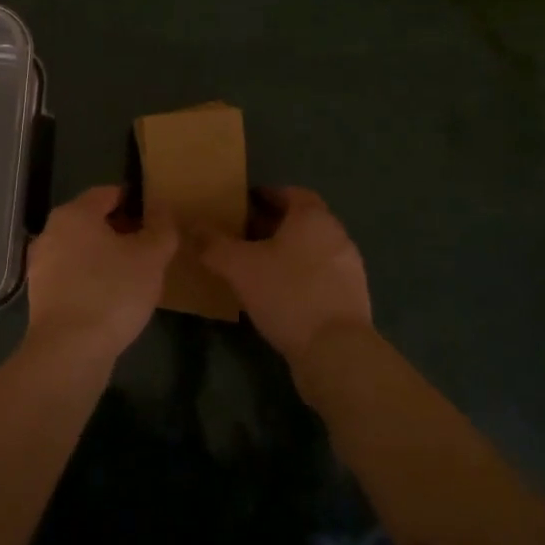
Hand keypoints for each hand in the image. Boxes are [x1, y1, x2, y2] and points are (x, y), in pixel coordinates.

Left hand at [25, 186, 176, 360]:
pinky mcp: (41, 295)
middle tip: (150, 248)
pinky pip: (73, 276)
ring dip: (106, 256)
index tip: (157, 219)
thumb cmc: (112, 292)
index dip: (135, 202)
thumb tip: (162, 211)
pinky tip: (113, 298)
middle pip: (92, 221)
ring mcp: (41, 264)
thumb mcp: (151, 257)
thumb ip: (161, 229)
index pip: (108, 193)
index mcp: (74, 213)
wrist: (69, 351)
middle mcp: (51, 232)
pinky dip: (92, 279)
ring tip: (135, 275)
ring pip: (82, 249)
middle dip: (121, 230)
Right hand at [201, 187, 372, 368]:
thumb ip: (214, 244)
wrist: (336, 351)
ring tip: (258, 266)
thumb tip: (192, 226)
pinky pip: (321, 275)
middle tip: (243, 235)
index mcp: (313, 218)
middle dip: (274, 225)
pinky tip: (280, 295)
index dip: (267, 196)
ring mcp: (349, 268)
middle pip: (302, 221)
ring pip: (312, 249)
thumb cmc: (288, 294)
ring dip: (288, 252)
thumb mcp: (240, 267)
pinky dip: (301, 276)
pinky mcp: (353, 298)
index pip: (291, 193)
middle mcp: (336, 235)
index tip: (243, 205)